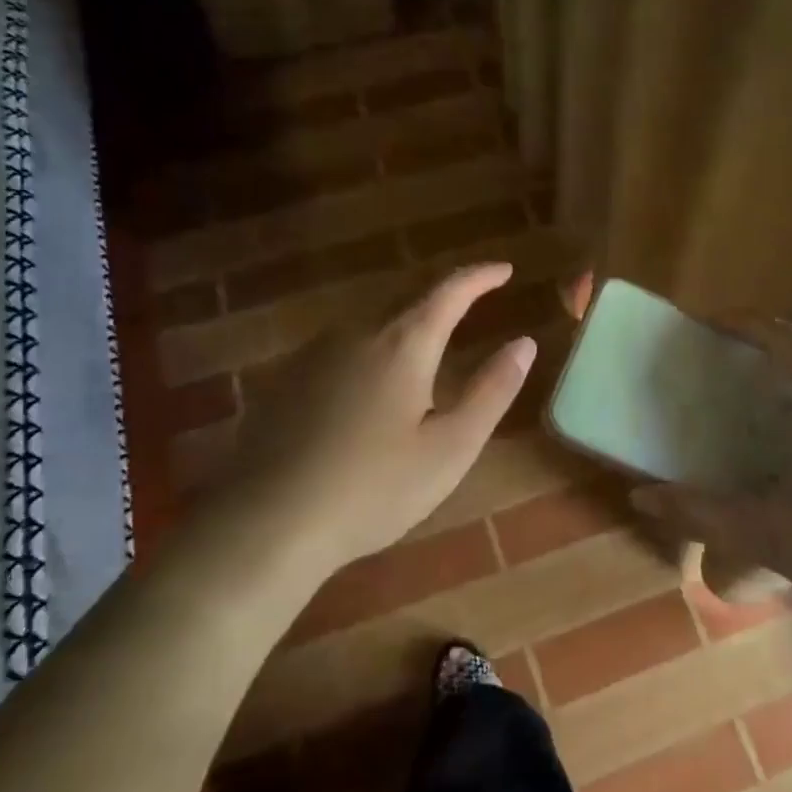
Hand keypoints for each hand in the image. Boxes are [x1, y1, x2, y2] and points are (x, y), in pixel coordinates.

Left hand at [204, 263, 535, 577]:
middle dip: (444, 293)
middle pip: (407, 297)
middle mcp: (357, 333)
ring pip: (372, 320)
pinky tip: (372, 378)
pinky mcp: (288, 378)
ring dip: (407, 318)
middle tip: (472, 298)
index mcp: (403, 344)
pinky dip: (373, 344)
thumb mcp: (450, 448)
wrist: (267, 523)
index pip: (449, 291)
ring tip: (429, 337)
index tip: (504, 269)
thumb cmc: (373, 489)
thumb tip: (523, 344)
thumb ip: (491, 391)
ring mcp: (315, 353)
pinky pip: (343, 344)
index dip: (480, 277)